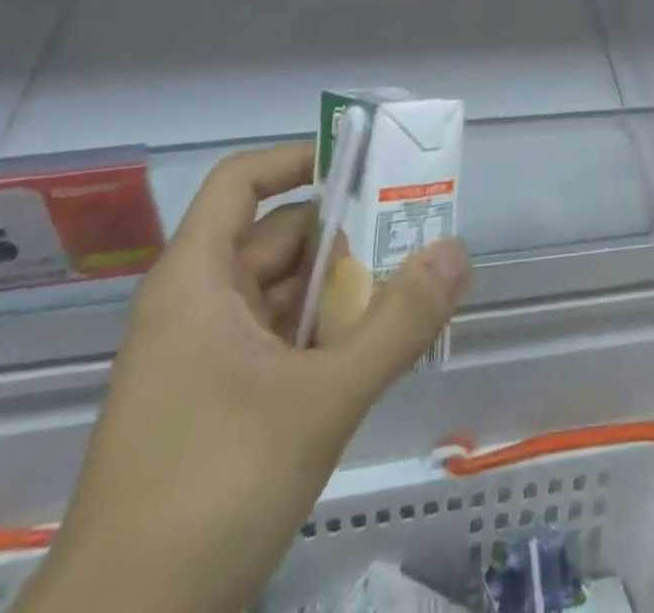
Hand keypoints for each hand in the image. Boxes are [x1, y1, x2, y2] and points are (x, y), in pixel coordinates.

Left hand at [18, 146, 469, 612]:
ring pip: (286, 295)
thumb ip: (398, 323)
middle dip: (349, 234)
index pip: (243, 181)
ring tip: (415, 291)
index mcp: (196, 280)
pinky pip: (282, 342)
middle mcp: (197, 306)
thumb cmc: (209, 494)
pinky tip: (378, 352)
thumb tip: (457, 250)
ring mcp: (204, 359)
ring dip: (346, 291)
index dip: (300, 159)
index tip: (366, 164)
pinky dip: (329, 337)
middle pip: (280, 238)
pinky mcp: (217, 405)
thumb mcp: (320, 402)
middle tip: (418, 235)